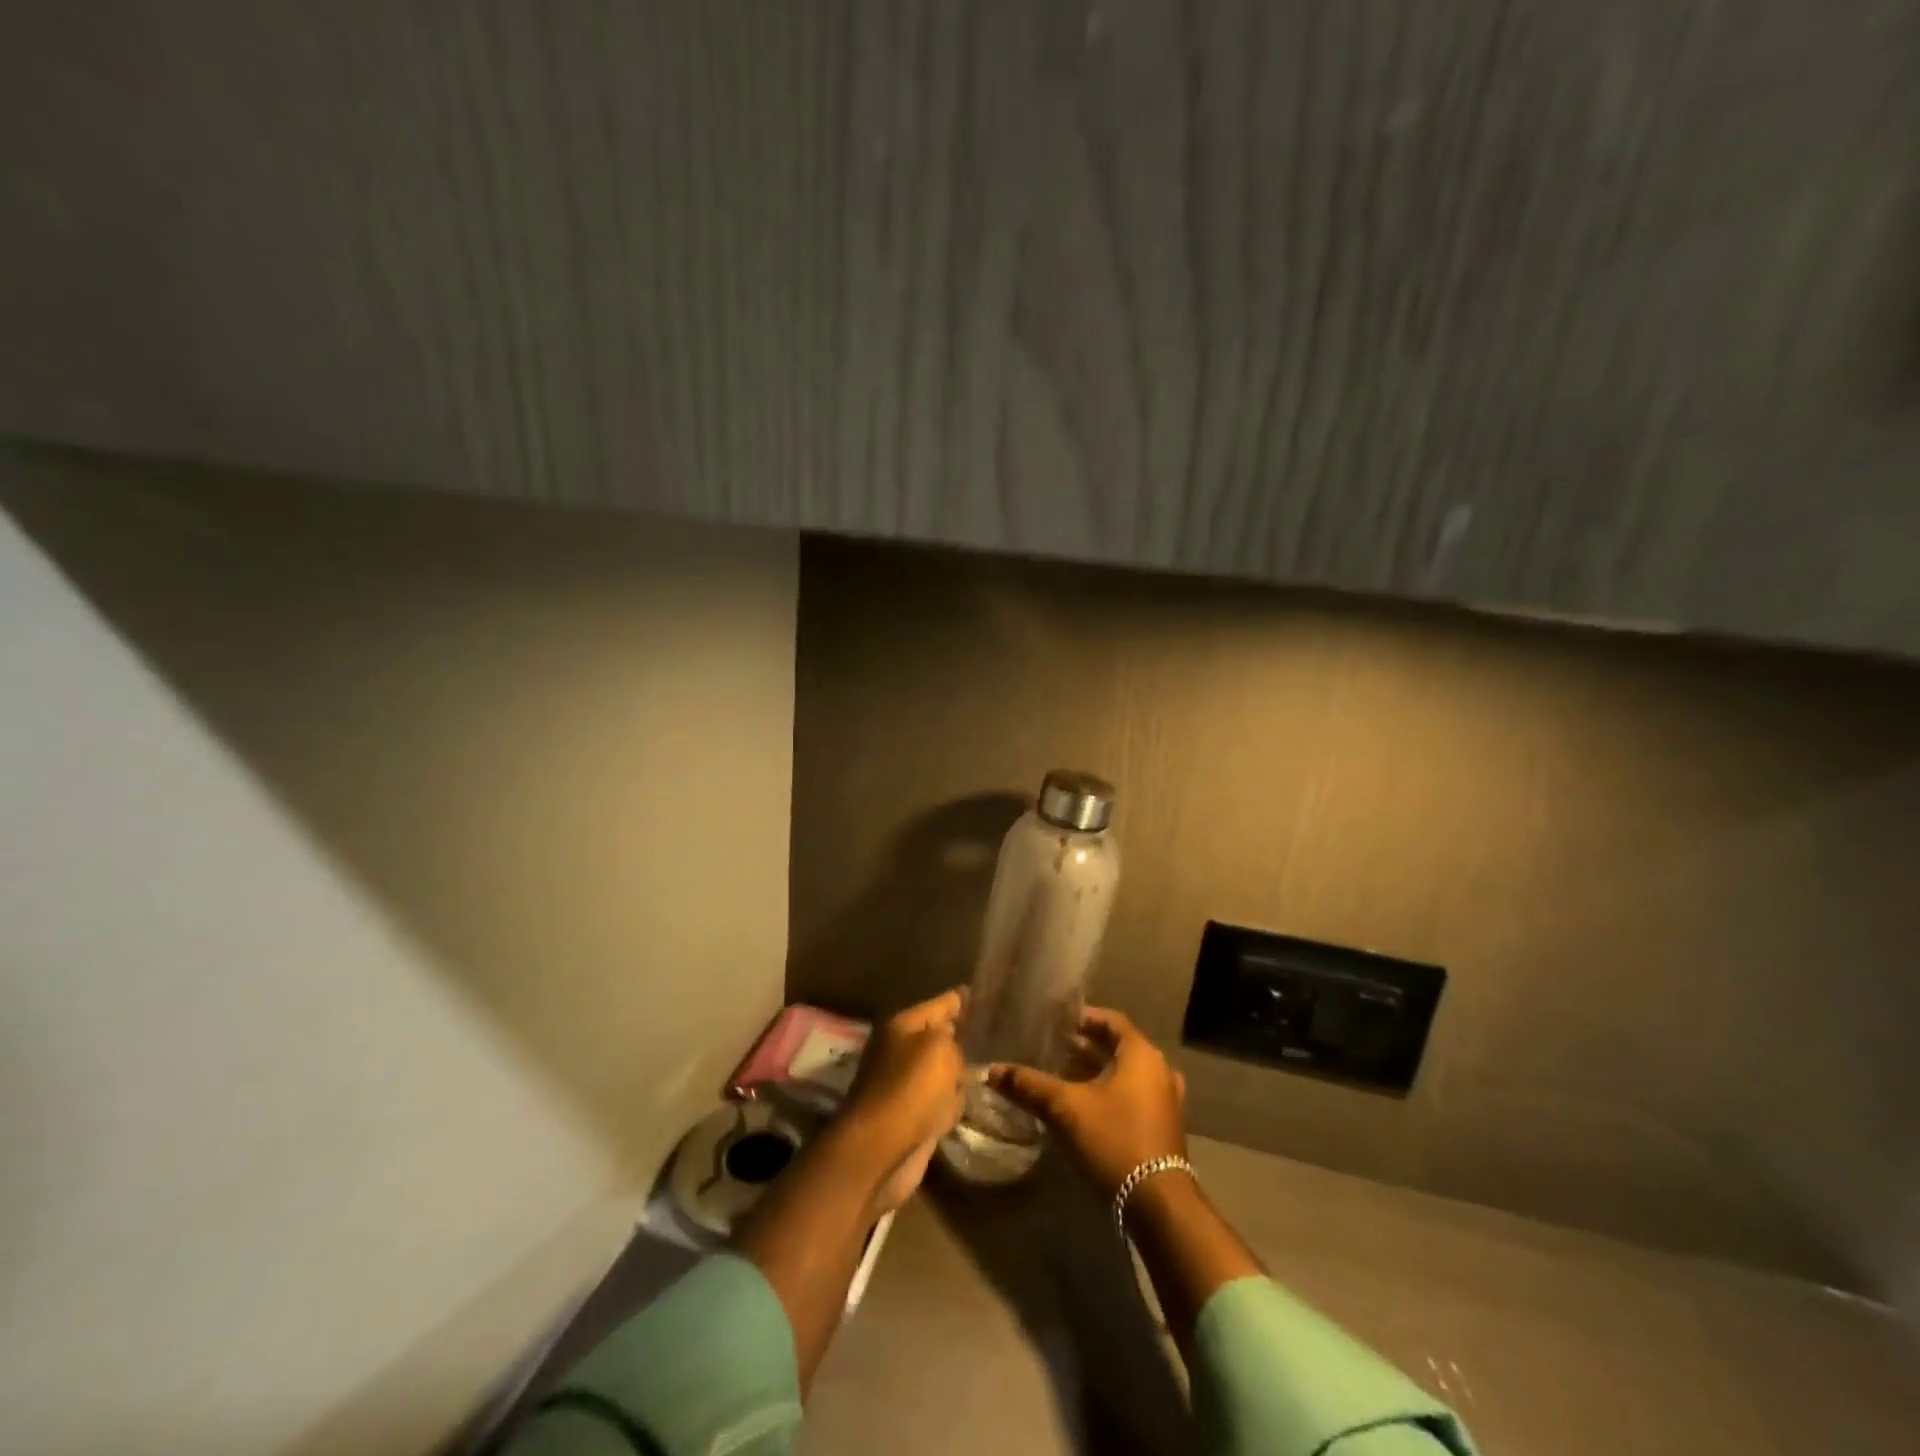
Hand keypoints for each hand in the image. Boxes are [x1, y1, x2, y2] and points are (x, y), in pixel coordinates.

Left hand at [837, 989, 966, 1212]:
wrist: (880, 1150)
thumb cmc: (910, 1089)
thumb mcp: (940, 1048)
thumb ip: (954, 1040)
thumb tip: (954, 1052)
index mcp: (901, 1026)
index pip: (939, 1004)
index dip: (960, 999)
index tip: (978, 992)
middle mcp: (901, 1051)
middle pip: (940, 1037)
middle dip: (962, 1037)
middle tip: (992, 1034)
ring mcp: (905, 1086)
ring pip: (943, 1071)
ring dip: (960, 1074)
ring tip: (987, 1066)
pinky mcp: (912, 1118)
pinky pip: (941, 1101)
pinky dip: (952, 1104)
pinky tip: (967, 1102)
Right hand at [988, 1006, 1186, 1196]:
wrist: (1158, 1204)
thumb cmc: (1115, 1140)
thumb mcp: (1066, 1109)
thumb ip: (1030, 1086)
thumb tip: (992, 1071)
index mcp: (1142, 1054)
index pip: (1112, 1021)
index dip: (1084, 1017)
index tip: (1058, 1021)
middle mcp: (1160, 1070)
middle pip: (1119, 1047)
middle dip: (1087, 1046)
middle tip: (1055, 1046)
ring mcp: (1166, 1100)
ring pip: (1127, 1074)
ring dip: (1098, 1071)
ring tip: (1066, 1073)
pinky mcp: (1163, 1127)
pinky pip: (1135, 1096)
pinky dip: (1111, 1093)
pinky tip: (1086, 1106)